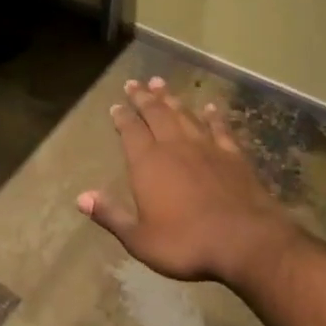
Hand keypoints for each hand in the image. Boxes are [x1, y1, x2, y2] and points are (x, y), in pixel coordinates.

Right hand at [77, 77, 294, 285]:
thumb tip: (81, 197)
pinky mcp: (232, 155)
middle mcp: (174, 146)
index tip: (116, 104)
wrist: (244, 240)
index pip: (130, 131)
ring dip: (171, 98)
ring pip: (184, 114)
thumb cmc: (186, 243)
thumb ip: (111, 215)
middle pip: (156, 114)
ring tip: (160, 84)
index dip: (122, 117)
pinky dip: (213, 116)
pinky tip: (210, 108)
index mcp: (147, 163)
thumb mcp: (140, 239)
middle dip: (143, 98)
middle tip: (134, 83)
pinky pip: (219, 128)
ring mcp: (206, 147)